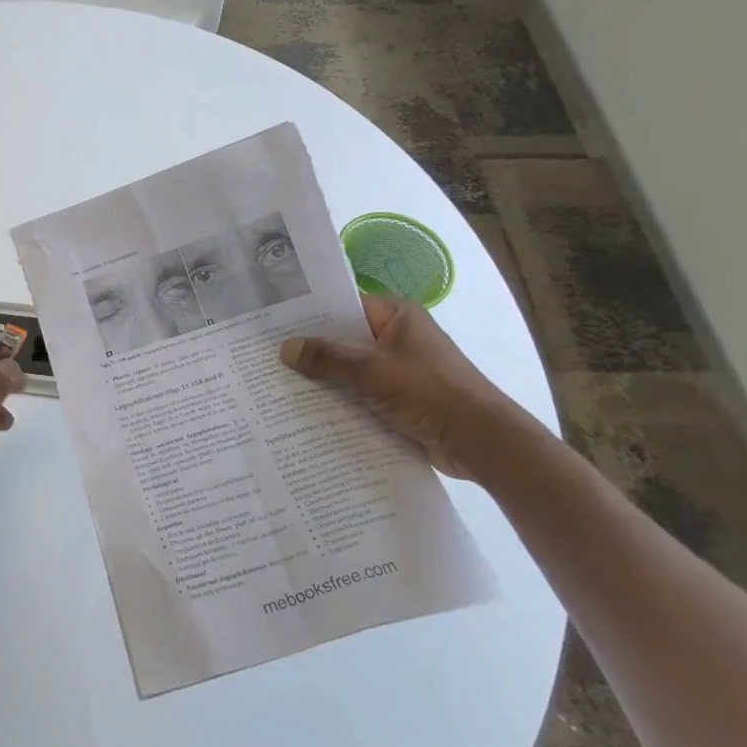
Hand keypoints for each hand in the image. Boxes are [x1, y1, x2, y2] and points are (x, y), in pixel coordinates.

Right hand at [279, 296, 530, 481]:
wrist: (480, 442)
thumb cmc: (429, 392)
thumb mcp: (372, 370)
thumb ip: (328, 358)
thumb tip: (285, 347)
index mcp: (397, 315)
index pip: (344, 305)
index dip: (310, 312)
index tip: (273, 320)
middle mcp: (397, 337)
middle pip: (344, 338)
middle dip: (311, 349)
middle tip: (266, 353)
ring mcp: (399, 370)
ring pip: (350, 369)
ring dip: (324, 379)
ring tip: (277, 382)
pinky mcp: (400, 399)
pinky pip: (361, 394)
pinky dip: (340, 400)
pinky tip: (307, 410)